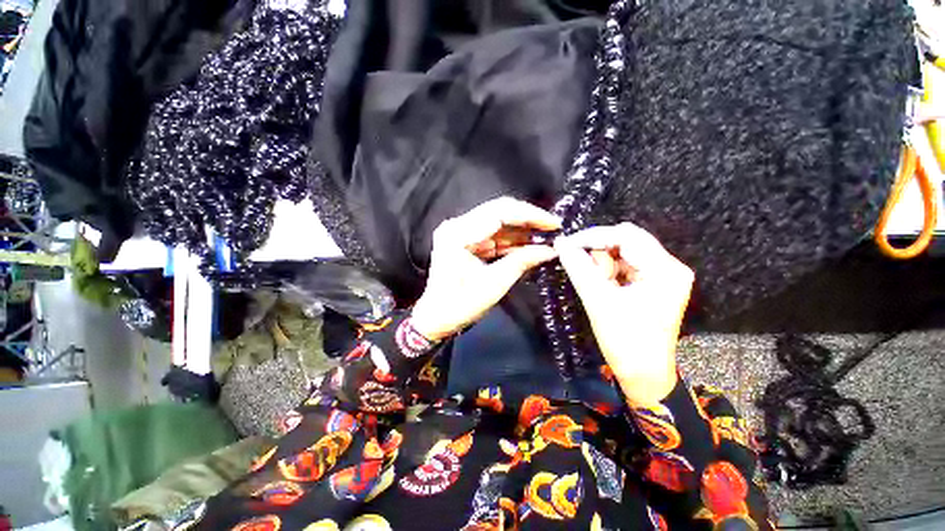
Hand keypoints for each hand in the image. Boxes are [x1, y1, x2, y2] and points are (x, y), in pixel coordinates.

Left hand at [411, 197, 560, 340]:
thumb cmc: (460, 305)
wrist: (436, 317)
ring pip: (498, 222)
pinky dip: (511, 240)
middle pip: (499, 212)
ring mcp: (460, 231)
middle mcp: (457, 225)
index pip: (499, 213)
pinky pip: (493, 235)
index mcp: (458, 233)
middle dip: (528, 220)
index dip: (530, 215)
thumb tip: (551, 250)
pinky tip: (529, 244)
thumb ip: (522, 262)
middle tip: (553, 228)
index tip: (554, 223)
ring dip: (521, 230)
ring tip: (545, 236)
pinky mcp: (465, 240)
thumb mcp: (494, 284)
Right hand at [554, 223, 693, 404]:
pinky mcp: (653, 284)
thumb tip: (561, 245)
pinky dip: (607, 270)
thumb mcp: (599, 302)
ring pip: (623, 252)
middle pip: (627, 241)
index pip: (626, 235)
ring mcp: (662, 275)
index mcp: (664, 270)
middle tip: (576, 262)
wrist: (644, 375)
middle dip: (597, 250)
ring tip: (592, 282)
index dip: (594, 236)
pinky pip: (625, 265)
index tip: (567, 243)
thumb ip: (579, 268)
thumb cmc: (625, 341)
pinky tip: (600, 284)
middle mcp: (669, 267)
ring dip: (601, 262)